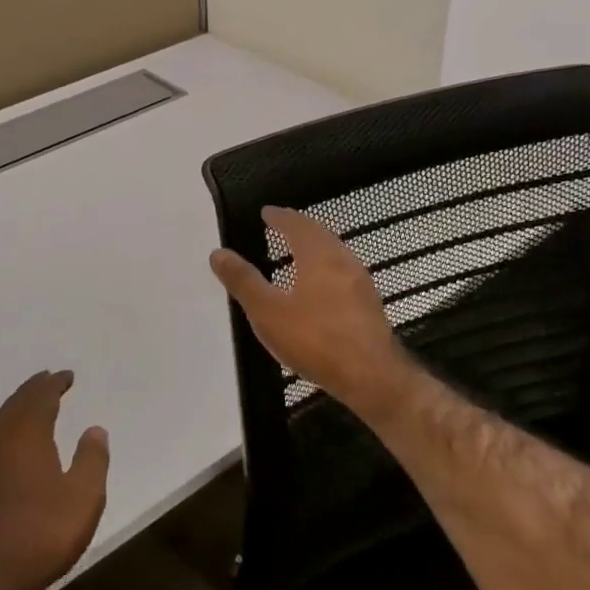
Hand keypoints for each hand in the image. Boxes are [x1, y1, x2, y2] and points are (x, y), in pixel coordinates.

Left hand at [0, 372, 109, 589]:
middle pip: (16, 405)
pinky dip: (4, 430)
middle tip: (47, 380)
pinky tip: (8, 445)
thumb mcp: (83, 498)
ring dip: (16, 408)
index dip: (54, 384)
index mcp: (27, 436)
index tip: (66, 376)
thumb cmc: (41, 535)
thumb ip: (92, 459)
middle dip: (33, 390)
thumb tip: (94, 428)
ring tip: (29, 405)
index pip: (40, 398)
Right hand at [210, 207, 408, 408]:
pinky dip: (328, 269)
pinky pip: (344, 274)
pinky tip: (322, 287)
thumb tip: (218, 253)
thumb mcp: (268, 312)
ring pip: (336, 254)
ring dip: (317, 247)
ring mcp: (361, 283)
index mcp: (319, 256)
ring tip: (300, 252)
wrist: (371, 377)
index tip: (268, 212)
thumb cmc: (315, 339)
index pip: (297, 225)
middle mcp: (344, 261)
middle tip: (283, 226)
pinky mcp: (369, 305)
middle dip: (300, 228)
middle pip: (321, 235)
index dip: (280, 217)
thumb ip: (244, 281)